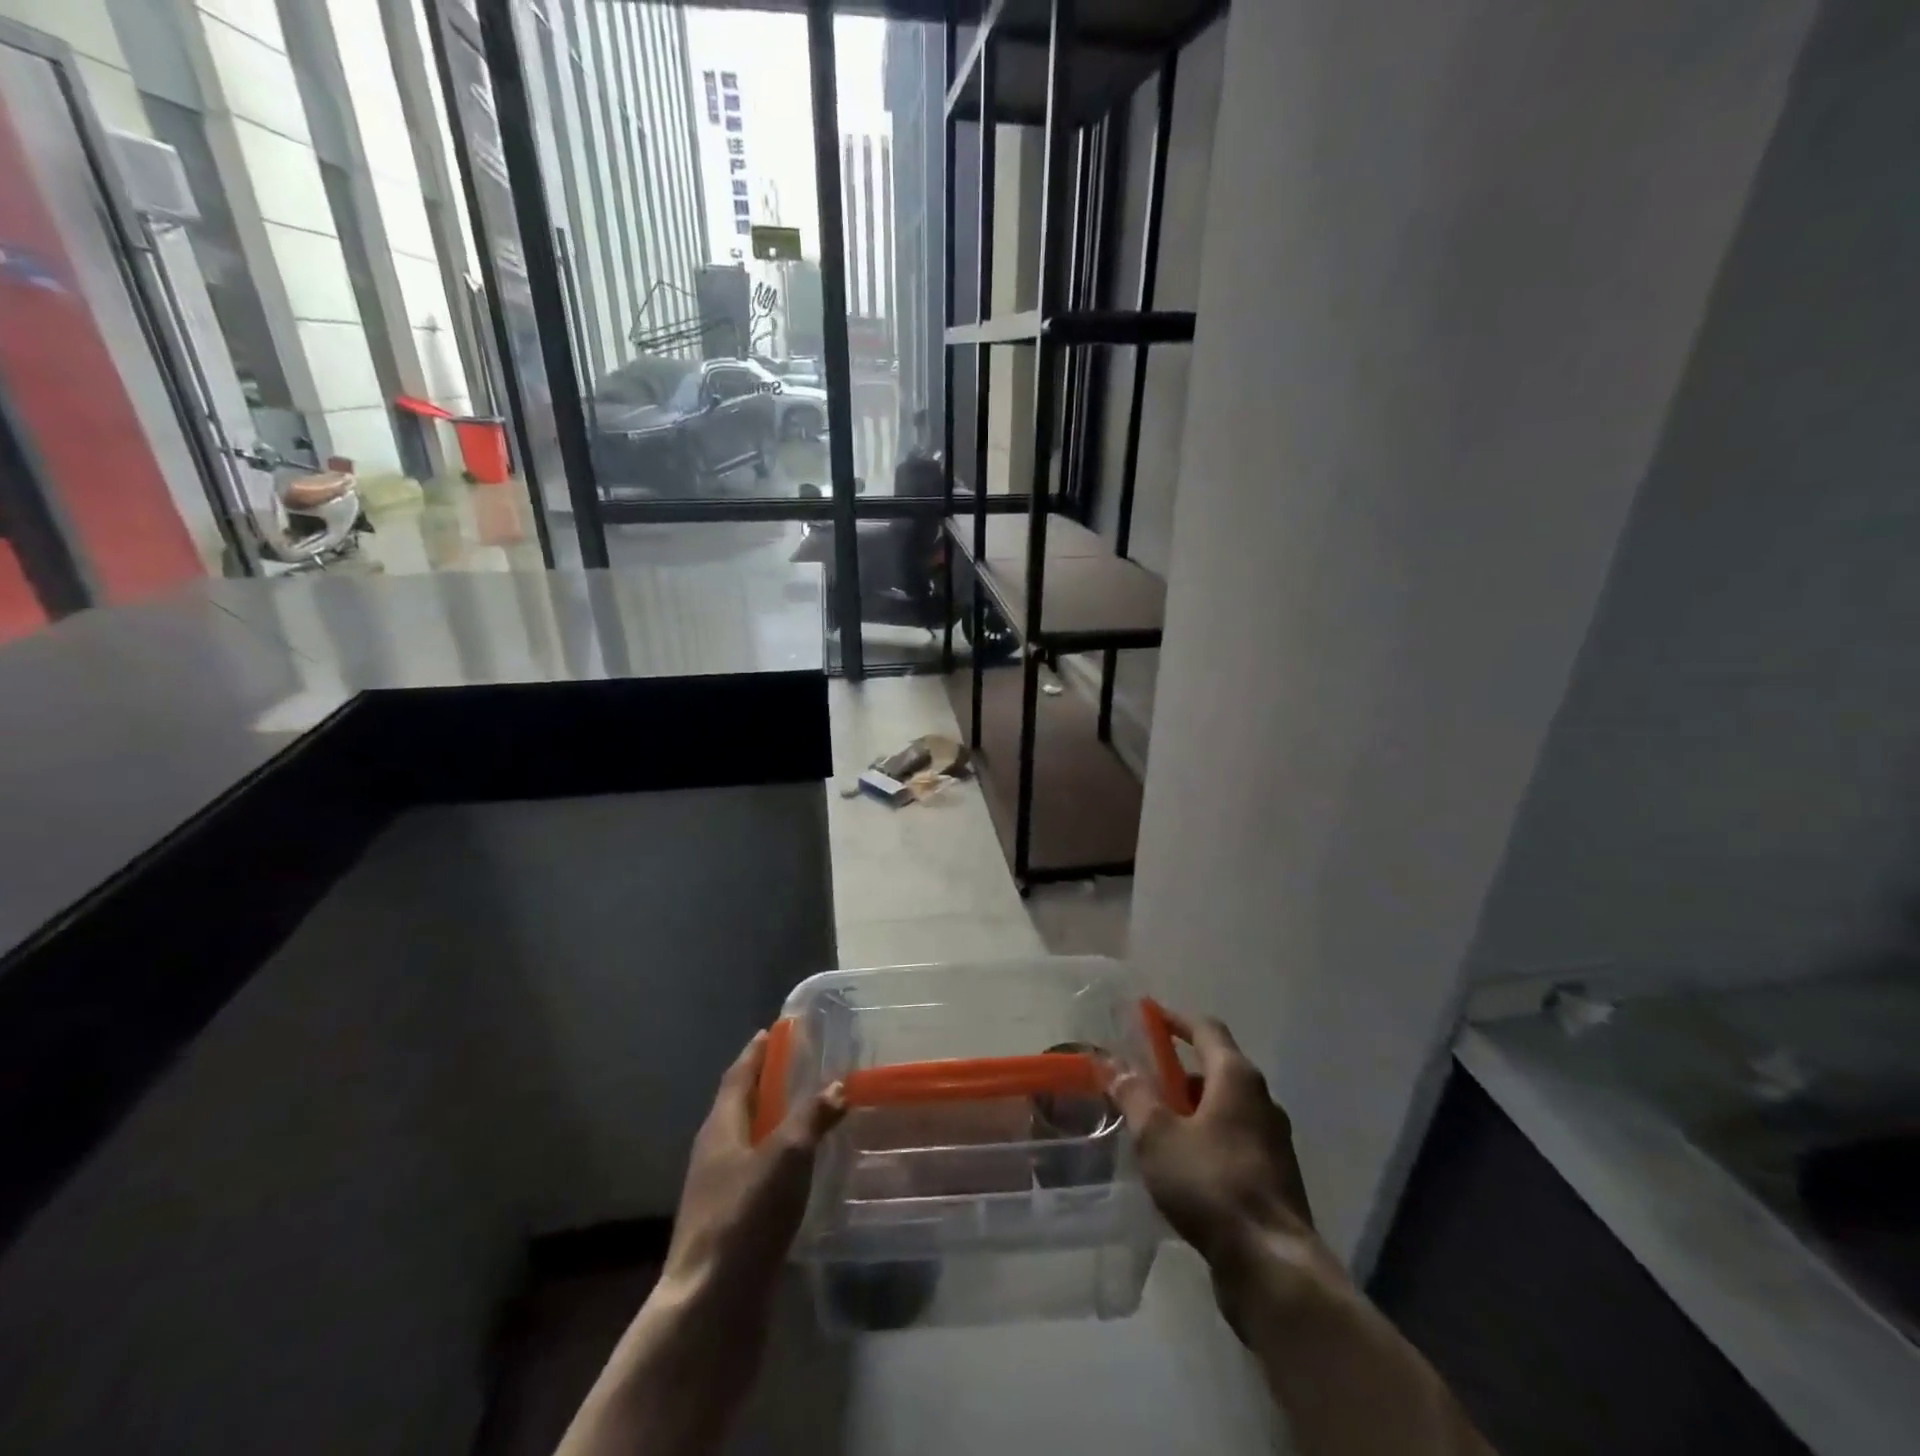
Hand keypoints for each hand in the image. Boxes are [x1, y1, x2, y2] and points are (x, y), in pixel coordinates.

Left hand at [661, 1030, 845, 1307]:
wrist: (712, 1305)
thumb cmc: (746, 1215)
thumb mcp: (786, 1155)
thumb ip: (812, 1116)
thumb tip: (838, 1084)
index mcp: (720, 1126)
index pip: (738, 1075)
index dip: (756, 1052)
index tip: (774, 1031)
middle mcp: (714, 1152)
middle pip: (741, 1106)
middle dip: (768, 1084)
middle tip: (801, 1067)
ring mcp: (718, 1191)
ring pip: (748, 1141)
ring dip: (774, 1122)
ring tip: (808, 1113)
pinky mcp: (730, 1223)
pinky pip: (756, 1174)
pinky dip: (777, 1159)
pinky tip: (801, 1170)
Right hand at [1108, 1010, 1314, 1267]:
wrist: (1272, 1265)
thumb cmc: (1211, 1183)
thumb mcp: (1157, 1135)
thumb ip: (1133, 1094)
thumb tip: (1111, 1062)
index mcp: (1237, 1077)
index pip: (1206, 1029)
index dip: (1176, 1019)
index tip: (1150, 1015)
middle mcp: (1262, 1100)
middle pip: (1217, 1069)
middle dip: (1178, 1072)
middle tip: (1143, 1080)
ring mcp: (1273, 1141)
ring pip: (1226, 1108)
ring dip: (1192, 1108)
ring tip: (1156, 1126)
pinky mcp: (1274, 1177)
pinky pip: (1234, 1140)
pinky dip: (1207, 1138)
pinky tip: (1181, 1165)